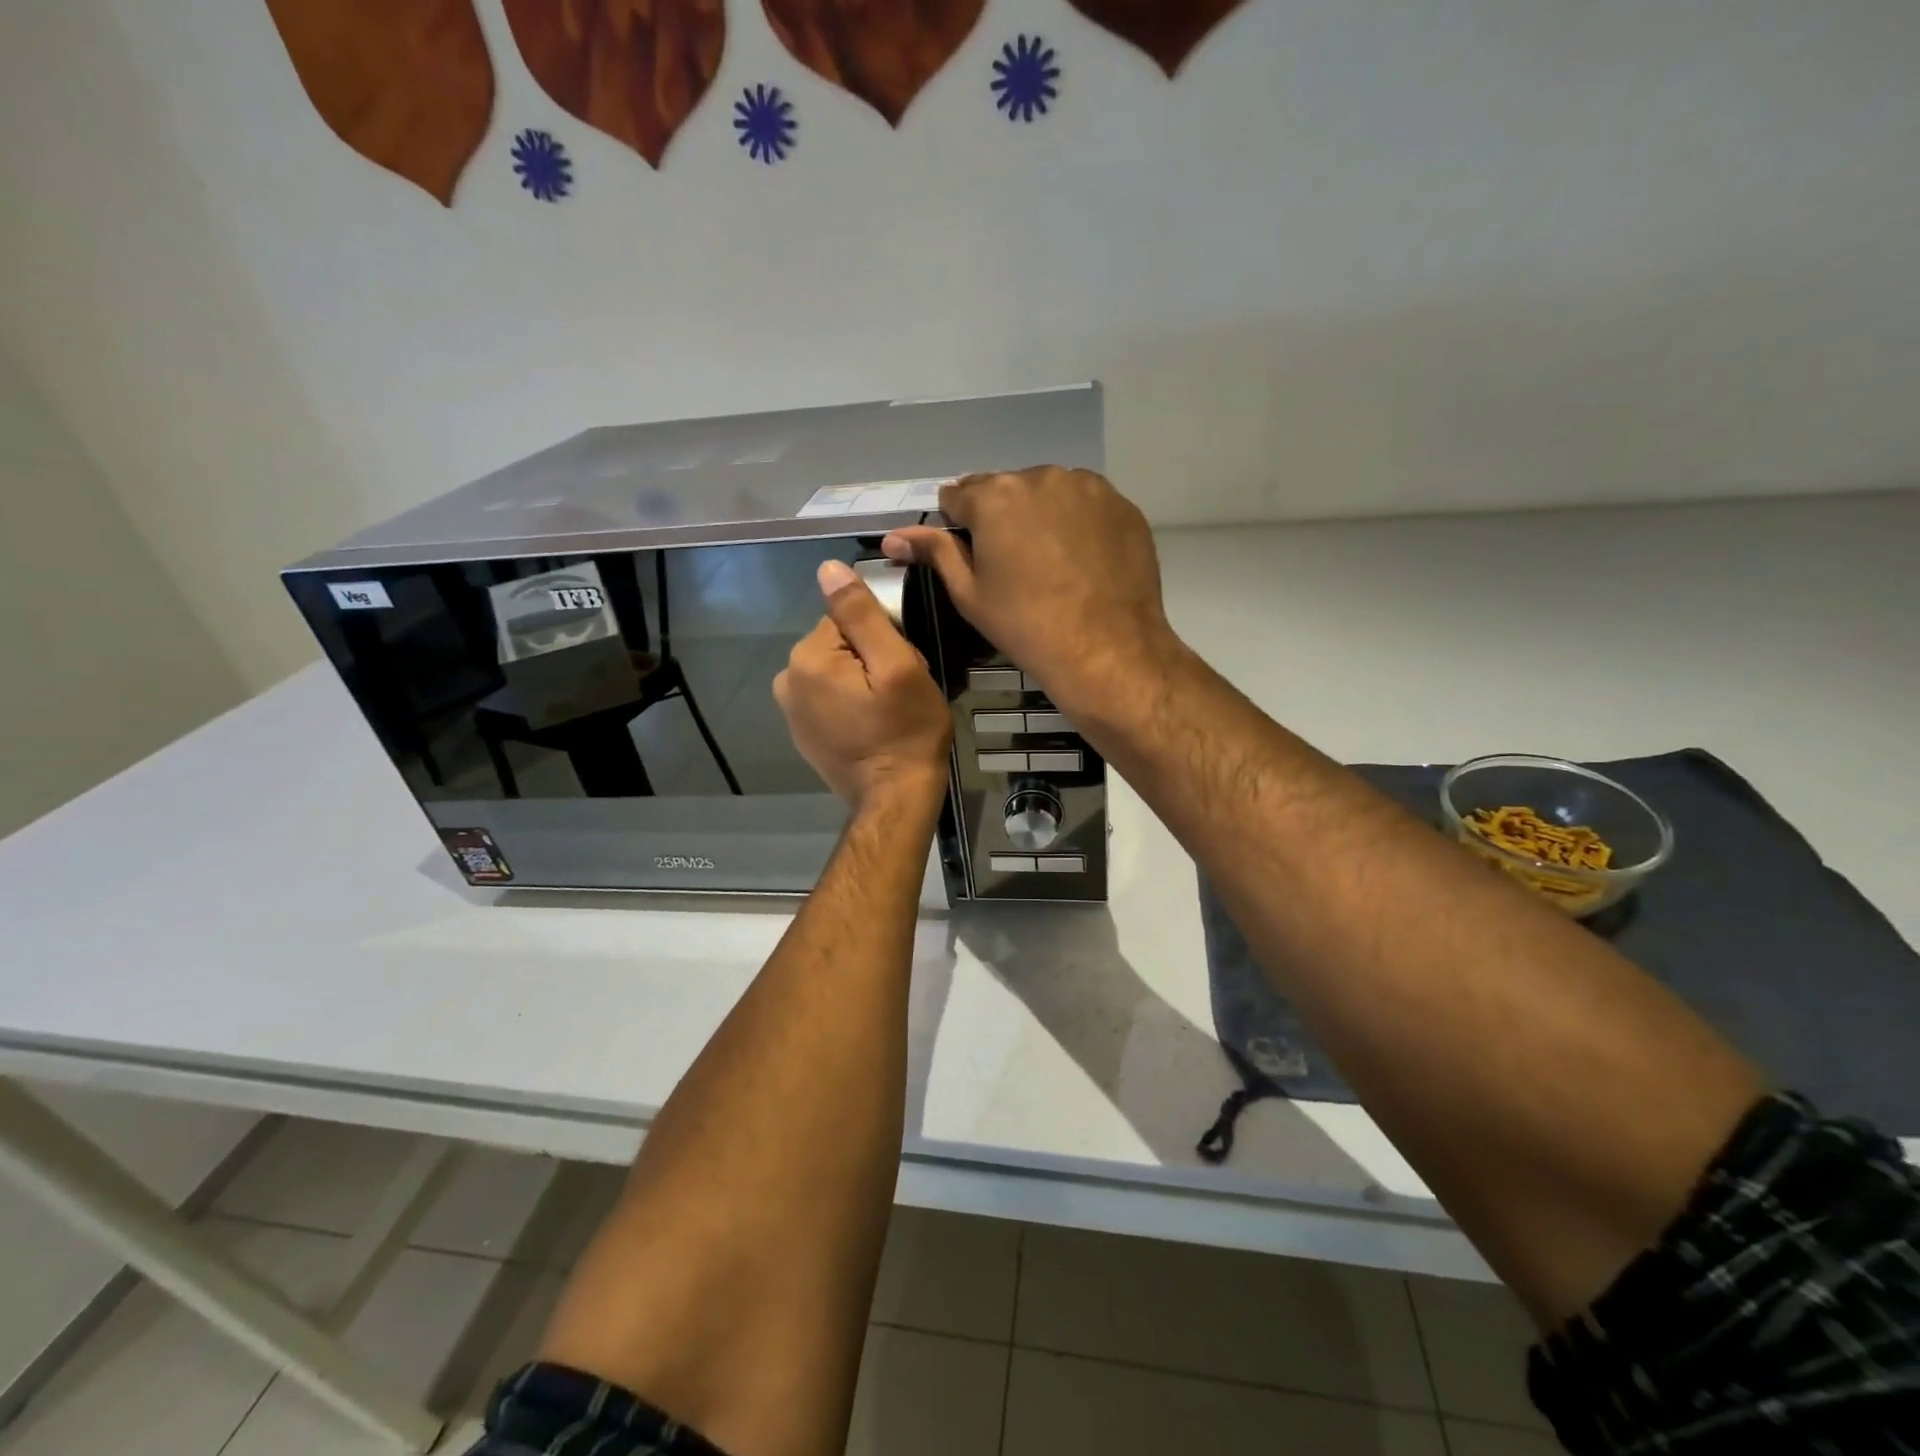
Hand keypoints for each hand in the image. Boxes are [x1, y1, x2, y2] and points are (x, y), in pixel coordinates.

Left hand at [774, 560, 952, 809]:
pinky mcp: (802, 733)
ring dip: (861, 682)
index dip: (883, 637)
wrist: (894, 799)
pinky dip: (850, 704)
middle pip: (840, 644)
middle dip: (871, 659)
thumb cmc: (905, 731)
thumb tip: (827, 568)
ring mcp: (790, 710)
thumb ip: (861, 614)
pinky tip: (871, 726)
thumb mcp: (897, 666)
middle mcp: (787, 679)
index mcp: (808, 657)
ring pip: (835, 671)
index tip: (901, 667)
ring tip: (888, 711)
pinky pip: (829, 699)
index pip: (848, 618)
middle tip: (899, 692)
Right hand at [882, 467, 1177, 717]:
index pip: (958, 495)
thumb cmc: (1026, 626)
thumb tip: (893, 537)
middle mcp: (1041, 476)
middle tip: (1013, 567)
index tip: (972, 556)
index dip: (958, 526)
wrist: (1107, 650)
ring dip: (1041, 517)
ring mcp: (1088, 487)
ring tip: (1051, 565)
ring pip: (1048, 494)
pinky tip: (1083, 563)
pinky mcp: (1122, 505)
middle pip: (1006, 490)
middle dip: (1002, 518)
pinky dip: (1079, 525)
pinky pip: (1087, 506)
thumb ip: (934, 553)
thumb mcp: (970, 594)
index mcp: (995, 495)